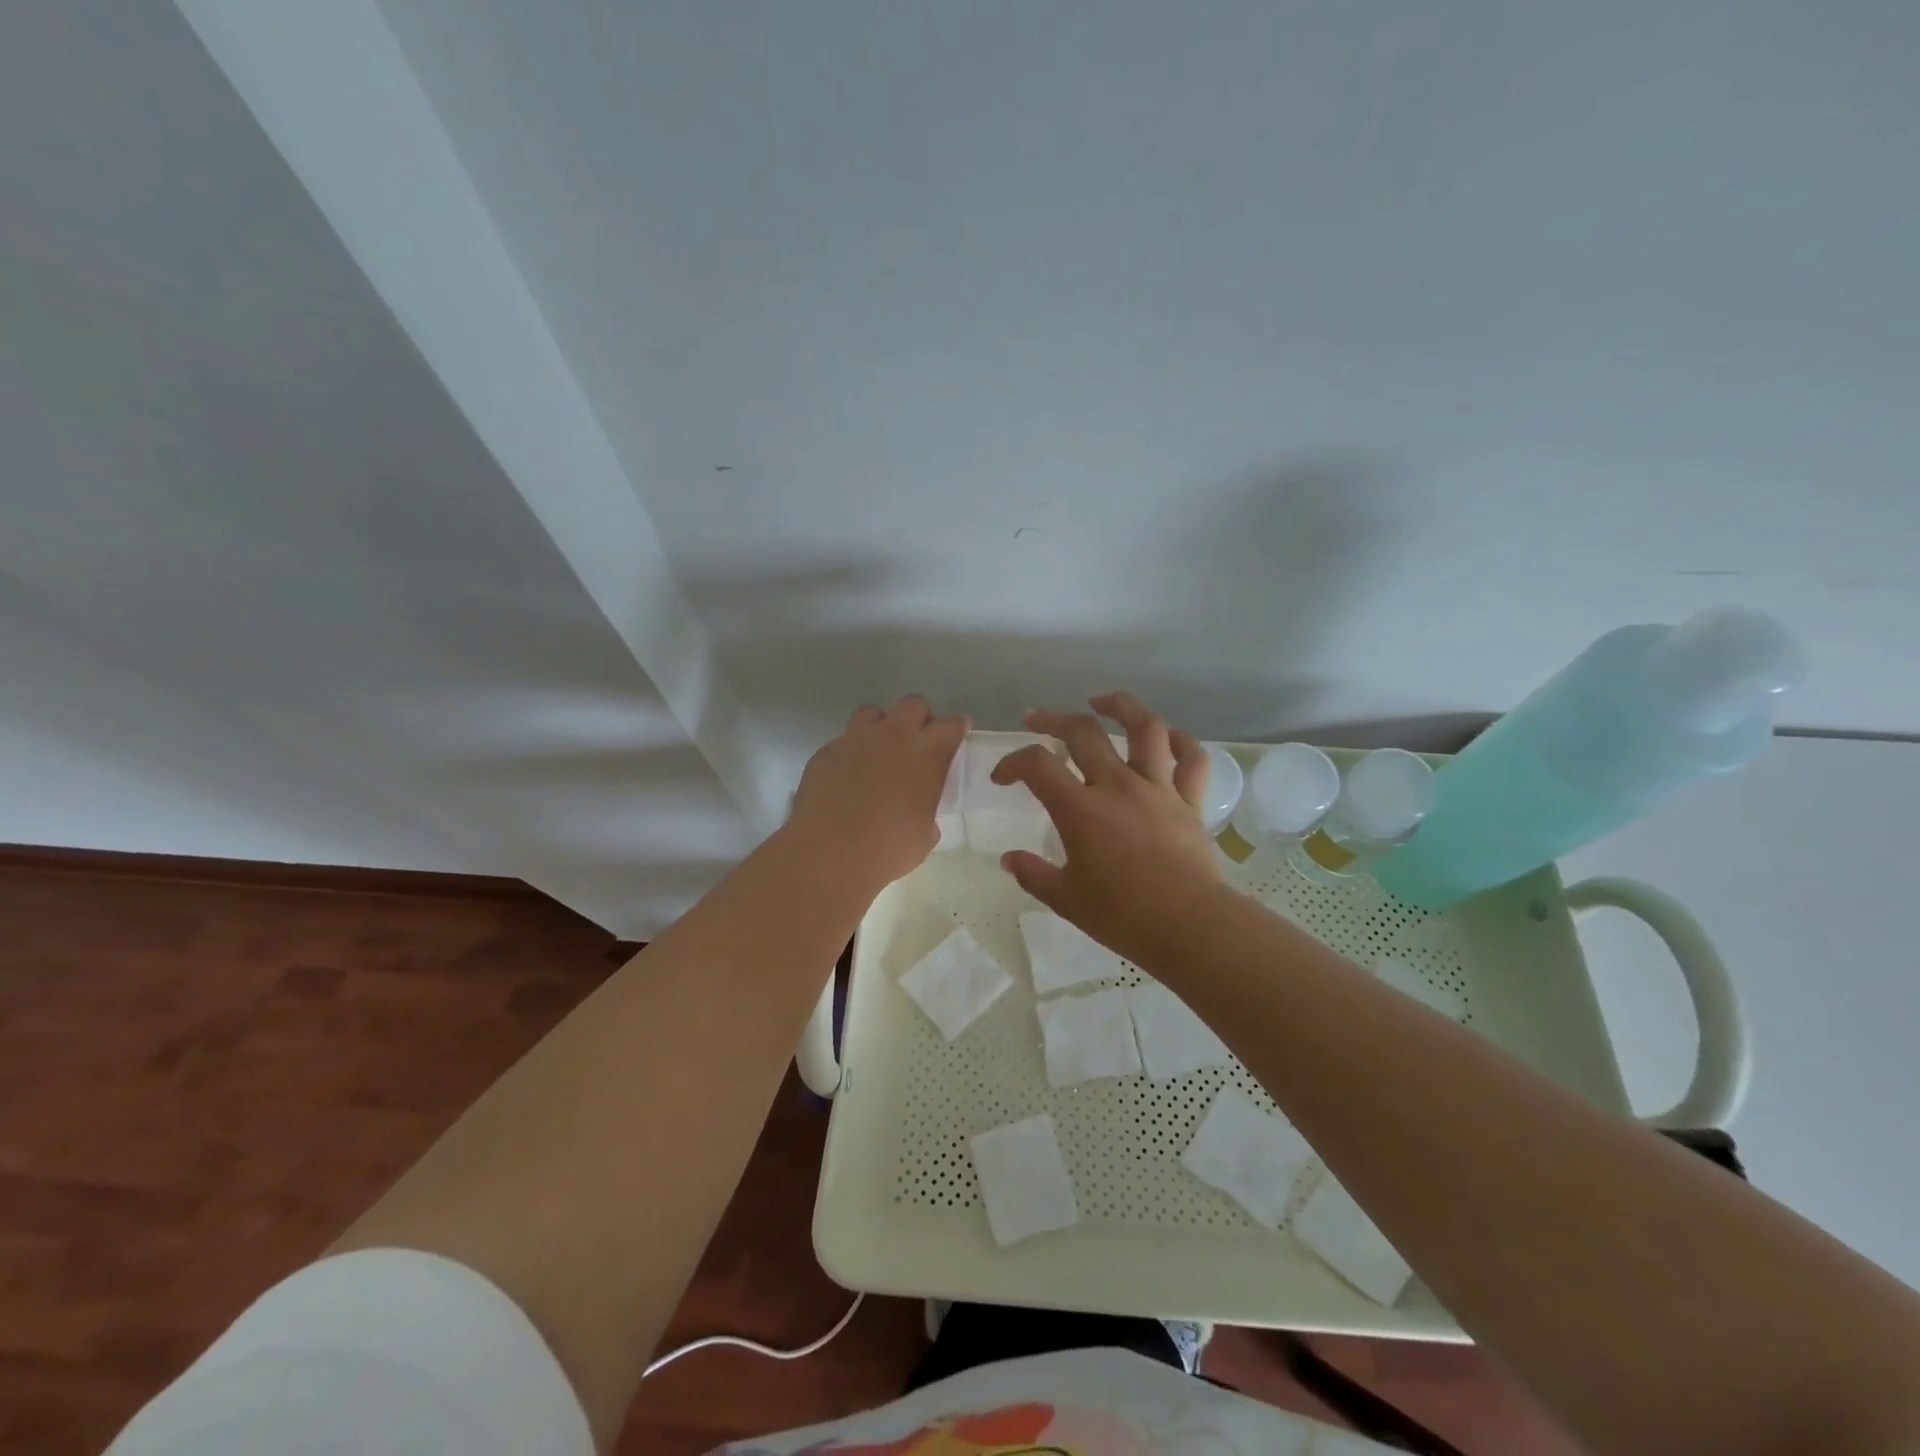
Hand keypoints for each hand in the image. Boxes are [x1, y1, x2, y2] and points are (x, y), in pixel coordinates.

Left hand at [786, 694, 966, 890]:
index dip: (957, 729)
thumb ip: (928, 809)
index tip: (957, 736)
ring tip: (878, 755)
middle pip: (913, 705)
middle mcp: (892, 736)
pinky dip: (851, 754)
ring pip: (872, 713)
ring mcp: (855, 739)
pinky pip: (843, 742)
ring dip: (881, 728)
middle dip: (919, 719)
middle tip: (917, 744)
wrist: (830, 854)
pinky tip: (847, 780)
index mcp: (926, 754)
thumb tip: (919, 810)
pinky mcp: (826, 751)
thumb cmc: (889, 849)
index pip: (951, 726)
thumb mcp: (925, 834)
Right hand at [992, 691, 1226, 966]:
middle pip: (1083, 732)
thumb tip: (1008, 860)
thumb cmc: (1123, 916)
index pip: (1036, 765)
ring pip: (1145, 728)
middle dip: (1052, 719)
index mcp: (1081, 809)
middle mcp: (1118, 786)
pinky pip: (1191, 759)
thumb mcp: (1066, 899)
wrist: (1190, 927)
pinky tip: (1166, 736)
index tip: (1002, 778)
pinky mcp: (1190, 801)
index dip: (1011, 762)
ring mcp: (1158, 789)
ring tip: (1102, 701)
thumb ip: (1033, 874)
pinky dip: (1180, 741)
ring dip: (1121, 706)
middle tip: (1036, 720)